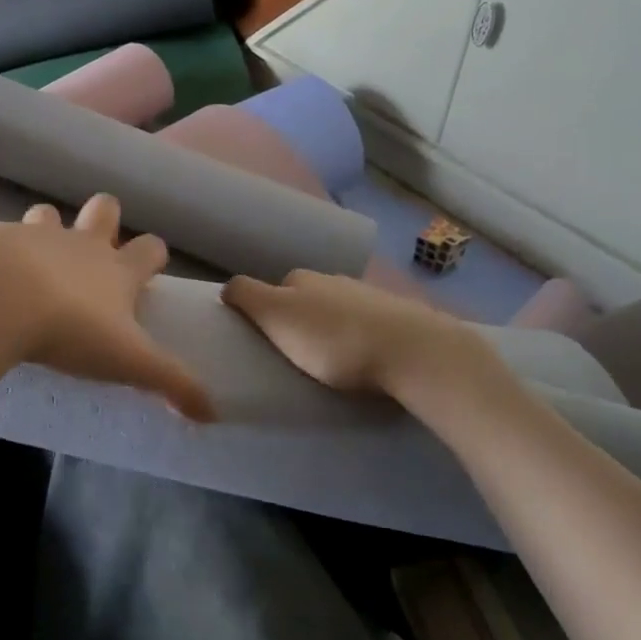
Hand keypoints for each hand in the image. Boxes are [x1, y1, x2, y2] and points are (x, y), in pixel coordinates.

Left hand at [0, 195, 214, 420]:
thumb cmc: (71, 329)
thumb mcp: (129, 361)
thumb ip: (171, 383)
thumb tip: (212, 413)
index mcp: (116, 270)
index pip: (150, 248)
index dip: (153, 255)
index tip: (149, 269)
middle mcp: (80, 244)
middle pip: (105, 209)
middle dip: (106, 220)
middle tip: (95, 249)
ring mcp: (35, 236)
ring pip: (48, 214)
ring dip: (48, 229)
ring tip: (37, 259)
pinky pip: (0, 236)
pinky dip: (0, 251)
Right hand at [222, 269, 511, 405]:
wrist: (413, 352)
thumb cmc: (334, 340)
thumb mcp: (277, 316)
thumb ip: (248, 297)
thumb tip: (228, 286)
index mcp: (301, 279)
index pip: (271, 288)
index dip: (264, 311)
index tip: (265, 339)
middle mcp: (333, 279)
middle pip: (305, 297)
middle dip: (298, 318)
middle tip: (294, 353)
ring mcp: (369, 296)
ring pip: (337, 308)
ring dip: (330, 327)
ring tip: (330, 360)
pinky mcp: (398, 317)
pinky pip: (366, 323)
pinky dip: (359, 335)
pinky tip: (363, 357)